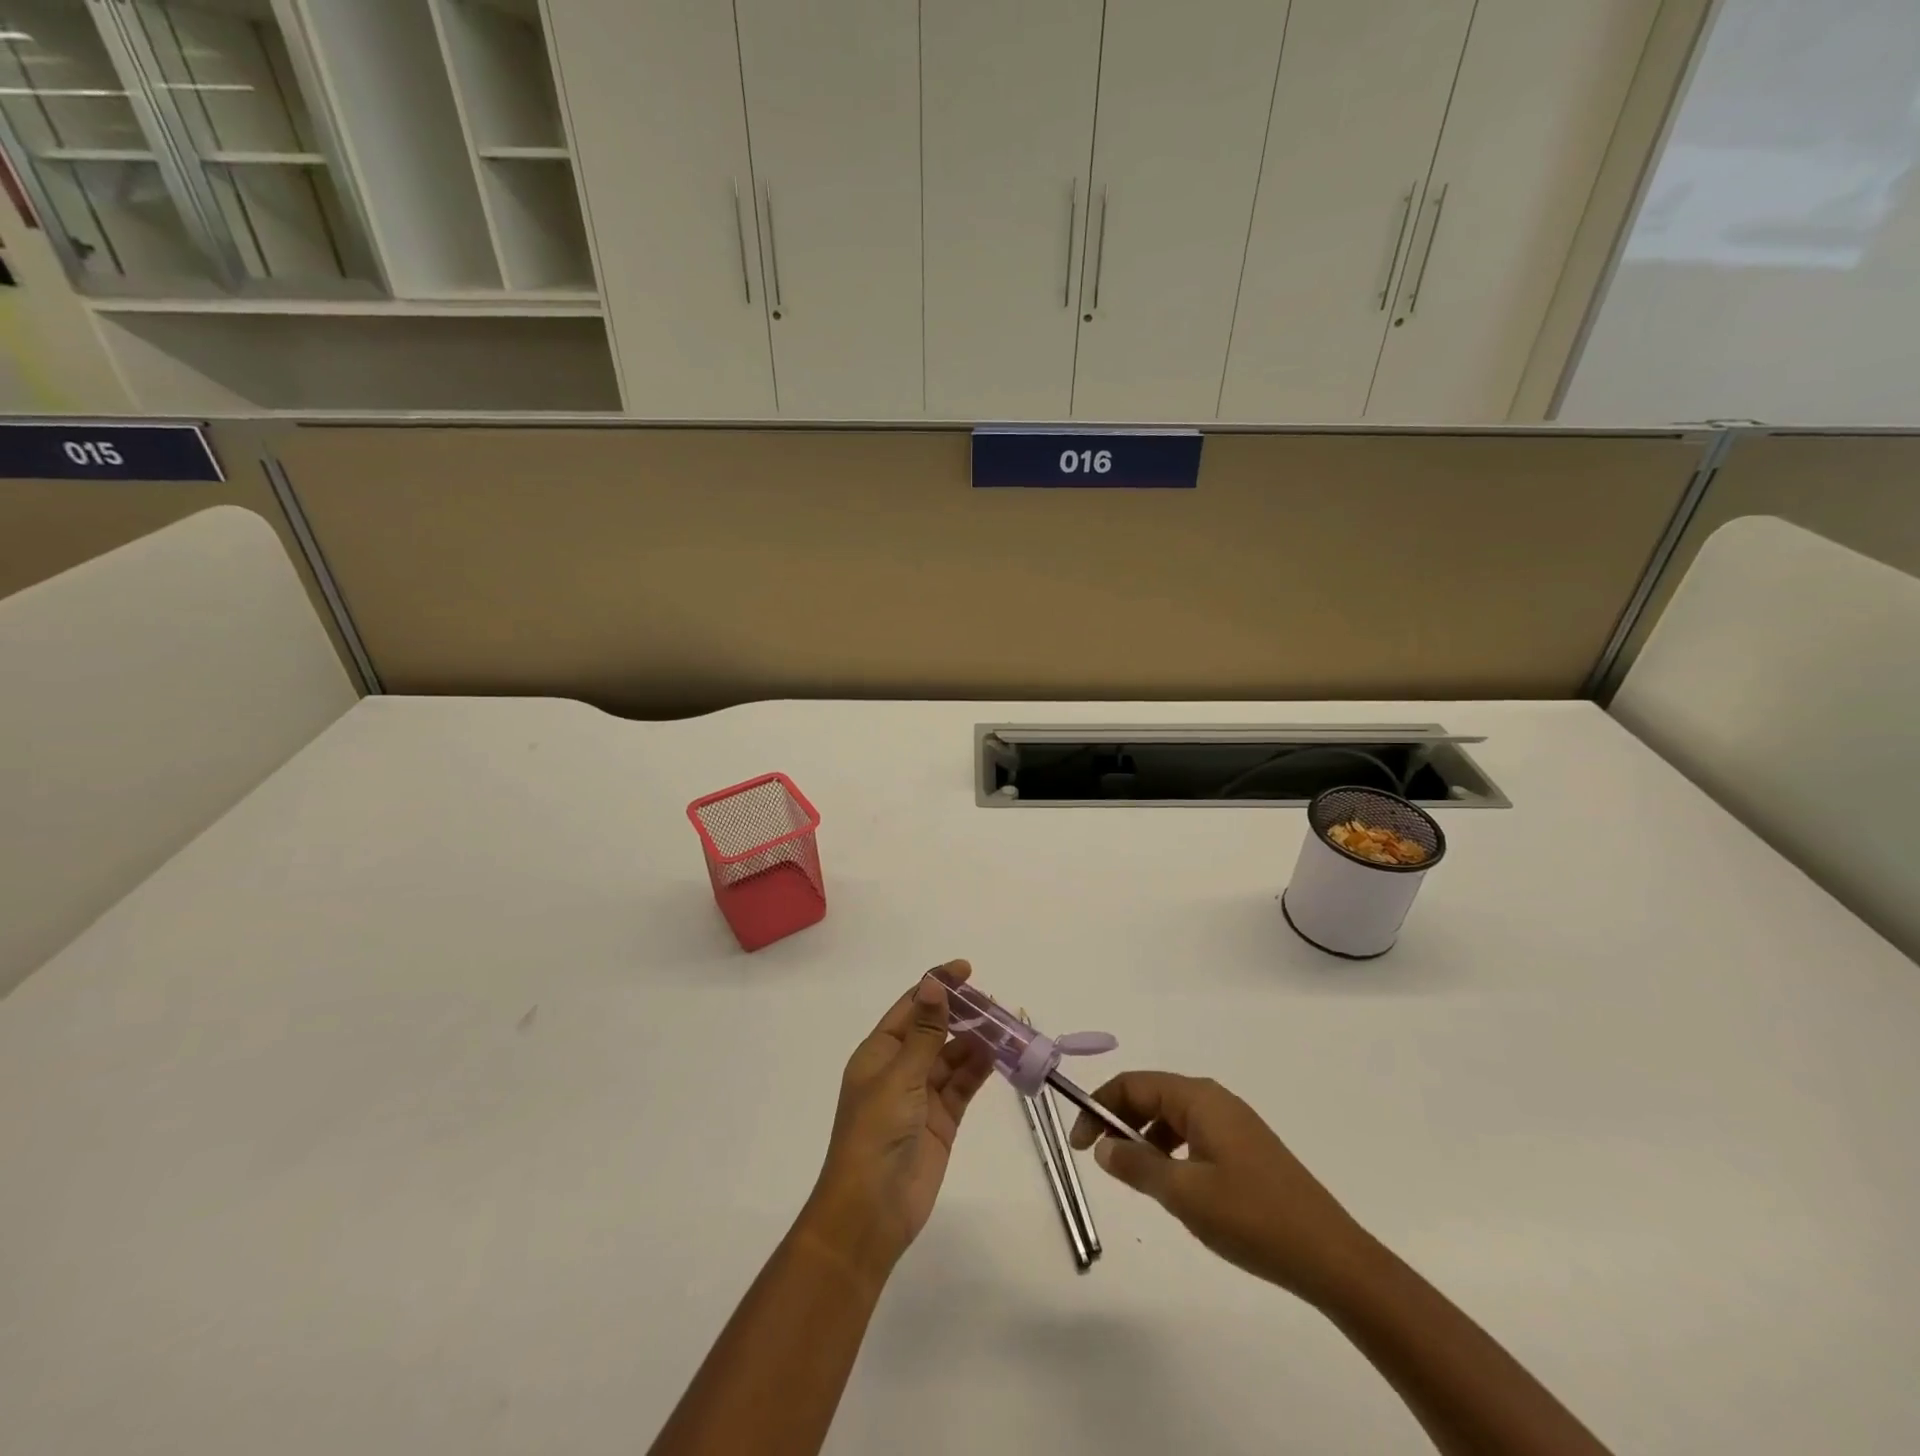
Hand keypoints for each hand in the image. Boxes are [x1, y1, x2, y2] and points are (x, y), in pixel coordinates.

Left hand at [798, 961, 993, 1283]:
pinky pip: (963, 1085)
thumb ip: (924, 1032)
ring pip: (953, 1057)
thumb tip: (933, 983)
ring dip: (976, 1041)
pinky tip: (1001, 1055)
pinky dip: (980, 1069)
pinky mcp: (942, 1120)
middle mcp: (900, 1069)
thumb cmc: (875, 1134)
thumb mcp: (900, 1076)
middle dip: (962, 1014)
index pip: (911, 1007)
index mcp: (879, 1053)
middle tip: (995, 1002)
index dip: (937, 986)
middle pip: (935, 1030)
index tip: (966, 970)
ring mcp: (922, 1095)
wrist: (871, 1212)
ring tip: (1006, 1025)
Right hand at [1068, 1071, 1370, 1305]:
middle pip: (1152, 1094)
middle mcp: (1215, 1099)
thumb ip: (1137, 1165)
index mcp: (1199, 1098)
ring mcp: (1234, 1124)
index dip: (1099, 1107)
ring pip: (1172, 1116)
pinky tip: (1172, 1185)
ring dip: (1144, 1136)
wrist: (1331, 1258)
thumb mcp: (1184, 1194)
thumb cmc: (1252, 1217)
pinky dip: (1170, 1150)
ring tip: (1133, 1175)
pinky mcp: (1246, 1149)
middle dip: (1119, 1120)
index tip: (1078, 1143)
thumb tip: (1102, 1146)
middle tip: (1098, 1158)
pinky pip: (1193, 1135)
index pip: (1133, 1084)